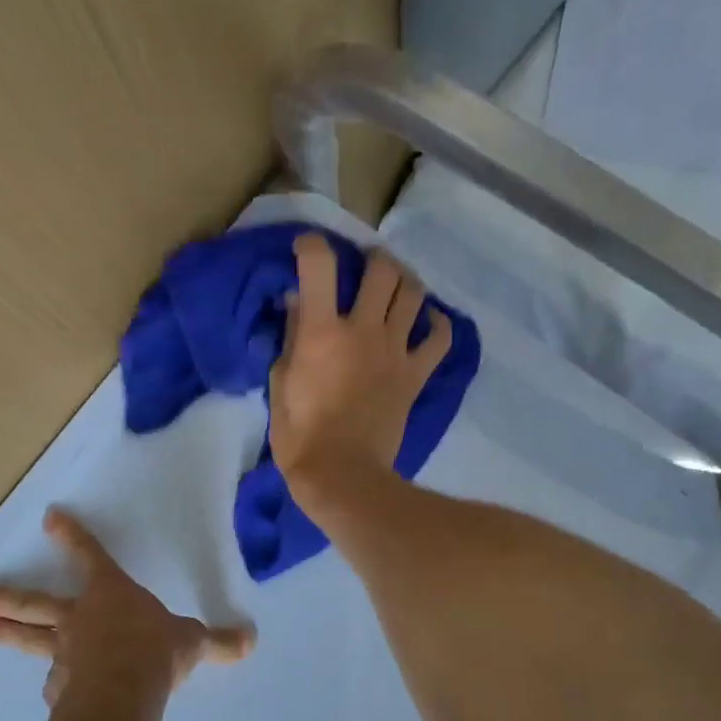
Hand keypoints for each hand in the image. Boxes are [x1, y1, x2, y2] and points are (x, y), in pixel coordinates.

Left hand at [0, 508, 254, 707]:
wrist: (123, 694)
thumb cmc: (155, 652)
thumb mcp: (194, 643)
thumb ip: (218, 642)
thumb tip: (250, 639)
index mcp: (111, 595)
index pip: (91, 557)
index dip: (73, 537)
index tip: (49, 517)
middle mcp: (81, 619)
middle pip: (36, 603)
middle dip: (6, 597)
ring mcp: (65, 653)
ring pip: (32, 640)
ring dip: (8, 633)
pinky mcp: (61, 686)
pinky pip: (56, 681)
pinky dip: (55, 682)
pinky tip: (52, 691)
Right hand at [269, 235, 452, 512]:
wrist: (343, 475)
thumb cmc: (300, 435)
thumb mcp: (281, 383)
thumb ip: (291, 337)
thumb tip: (297, 301)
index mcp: (322, 331)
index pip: (319, 265)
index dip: (312, 245)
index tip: (306, 250)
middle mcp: (364, 330)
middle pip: (382, 270)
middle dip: (372, 258)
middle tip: (364, 266)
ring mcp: (395, 352)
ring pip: (414, 295)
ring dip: (405, 282)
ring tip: (396, 287)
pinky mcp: (415, 375)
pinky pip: (439, 339)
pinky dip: (437, 324)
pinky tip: (428, 321)